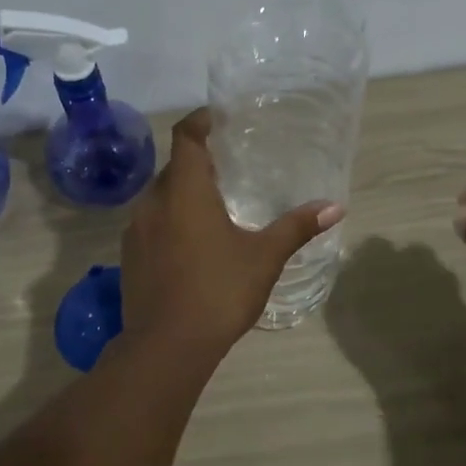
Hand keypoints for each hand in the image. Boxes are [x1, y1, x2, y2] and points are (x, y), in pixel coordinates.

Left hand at [121, 110, 342, 355]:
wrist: (165, 346)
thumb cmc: (218, 291)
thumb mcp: (264, 257)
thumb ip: (296, 227)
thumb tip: (335, 207)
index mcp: (184, 191)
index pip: (186, 136)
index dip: (200, 121)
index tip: (220, 119)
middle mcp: (153, 201)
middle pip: (173, 166)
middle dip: (199, 161)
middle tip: (230, 166)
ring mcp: (136, 230)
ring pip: (160, 196)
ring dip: (183, 193)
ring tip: (215, 204)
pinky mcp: (129, 256)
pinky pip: (151, 223)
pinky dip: (171, 220)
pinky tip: (192, 242)